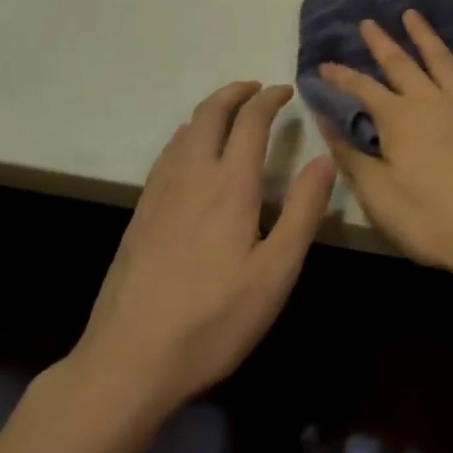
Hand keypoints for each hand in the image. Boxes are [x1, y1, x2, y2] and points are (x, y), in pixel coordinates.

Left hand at [65, 82, 335, 424]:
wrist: (127, 363)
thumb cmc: (213, 320)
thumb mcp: (276, 272)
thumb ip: (303, 211)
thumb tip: (325, 158)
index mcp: (230, 185)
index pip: (250, 121)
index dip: (270, 99)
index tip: (286, 91)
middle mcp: (192, 176)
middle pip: (210, 113)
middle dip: (235, 92)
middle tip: (257, 88)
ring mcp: (159, 194)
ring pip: (184, 131)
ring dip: (210, 110)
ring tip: (229, 112)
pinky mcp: (140, 216)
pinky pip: (166, 155)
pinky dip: (186, 135)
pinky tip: (189, 152)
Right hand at [318, 11, 452, 283]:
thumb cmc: (431, 218)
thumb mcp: (378, 194)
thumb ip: (351, 155)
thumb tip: (326, 120)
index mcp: (398, 119)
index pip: (362, 89)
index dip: (341, 77)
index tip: (322, 65)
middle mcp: (430, 101)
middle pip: (401, 64)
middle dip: (382, 43)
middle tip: (368, 22)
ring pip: (442, 60)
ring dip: (425, 36)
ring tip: (413, 15)